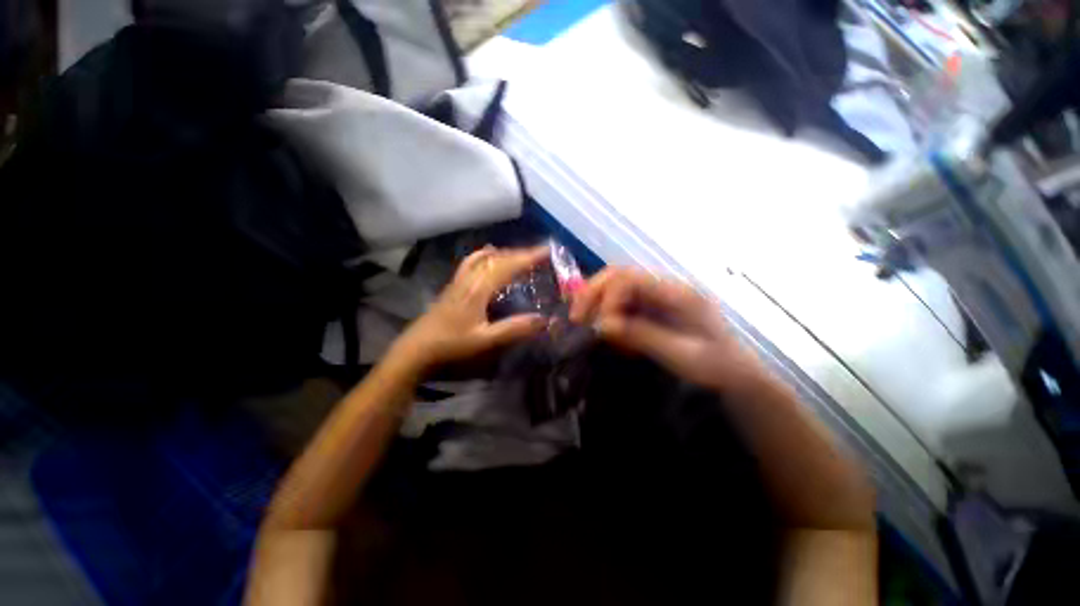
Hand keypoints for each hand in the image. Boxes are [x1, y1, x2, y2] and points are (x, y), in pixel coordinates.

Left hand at [391, 245, 550, 372]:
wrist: (416, 349)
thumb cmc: (451, 345)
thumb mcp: (485, 340)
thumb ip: (514, 329)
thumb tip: (544, 319)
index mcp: (478, 289)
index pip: (507, 266)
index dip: (528, 257)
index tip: (546, 251)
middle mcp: (468, 279)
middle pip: (496, 258)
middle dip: (519, 253)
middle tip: (538, 255)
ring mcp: (458, 281)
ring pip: (482, 258)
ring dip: (503, 254)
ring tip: (518, 256)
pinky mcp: (452, 286)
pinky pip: (472, 263)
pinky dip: (486, 257)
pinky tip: (488, 262)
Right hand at [570, 267, 761, 390]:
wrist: (736, 376)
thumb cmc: (717, 368)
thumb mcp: (682, 355)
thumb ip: (643, 336)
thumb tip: (602, 325)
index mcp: (678, 293)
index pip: (631, 279)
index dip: (608, 297)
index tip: (600, 326)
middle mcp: (665, 288)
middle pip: (619, 276)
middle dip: (593, 294)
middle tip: (576, 318)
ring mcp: (658, 298)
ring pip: (616, 288)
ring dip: (597, 304)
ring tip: (587, 326)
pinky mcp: (653, 309)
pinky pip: (622, 305)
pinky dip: (609, 317)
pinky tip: (610, 336)